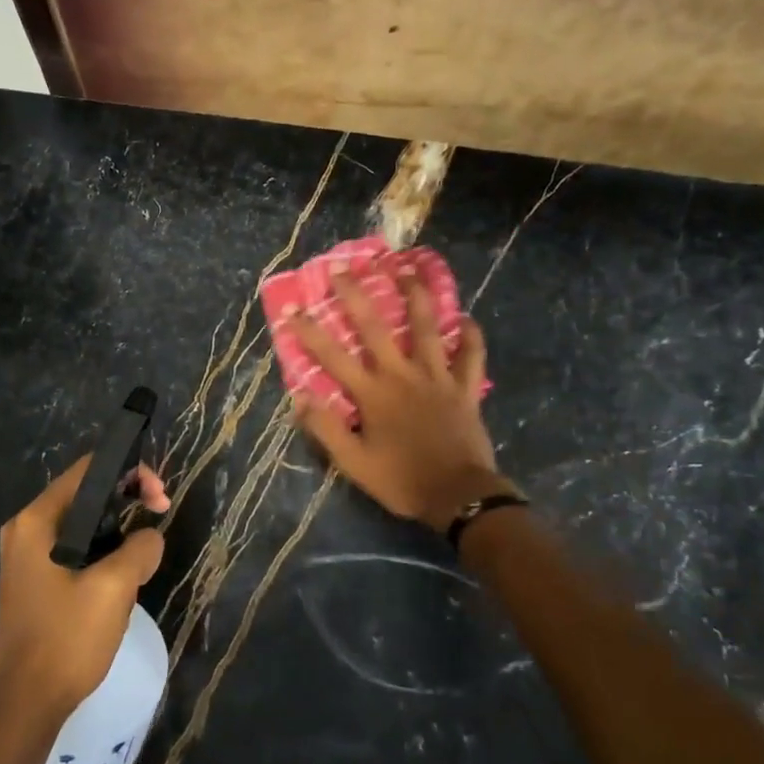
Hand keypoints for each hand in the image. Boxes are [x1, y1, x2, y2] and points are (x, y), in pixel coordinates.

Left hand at [0, 456, 169, 723]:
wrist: (26, 704)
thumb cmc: (66, 639)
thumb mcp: (114, 588)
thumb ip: (139, 548)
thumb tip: (149, 538)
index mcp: (36, 521)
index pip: (87, 471)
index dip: (129, 472)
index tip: (160, 498)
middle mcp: (26, 530)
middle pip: (84, 494)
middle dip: (127, 498)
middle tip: (160, 514)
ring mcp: (27, 557)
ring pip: (82, 523)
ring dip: (117, 527)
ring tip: (145, 546)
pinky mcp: (35, 580)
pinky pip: (74, 548)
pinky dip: (102, 549)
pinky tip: (123, 570)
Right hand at [287, 270, 510, 531]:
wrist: (458, 496)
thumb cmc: (402, 480)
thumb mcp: (354, 464)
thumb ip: (326, 429)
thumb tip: (300, 398)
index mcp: (373, 394)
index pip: (333, 356)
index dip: (310, 332)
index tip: (293, 308)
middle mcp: (403, 375)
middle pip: (376, 328)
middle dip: (356, 295)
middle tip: (343, 268)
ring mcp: (438, 378)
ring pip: (427, 328)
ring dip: (416, 296)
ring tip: (408, 268)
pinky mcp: (465, 388)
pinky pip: (471, 355)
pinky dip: (470, 336)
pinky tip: (467, 318)